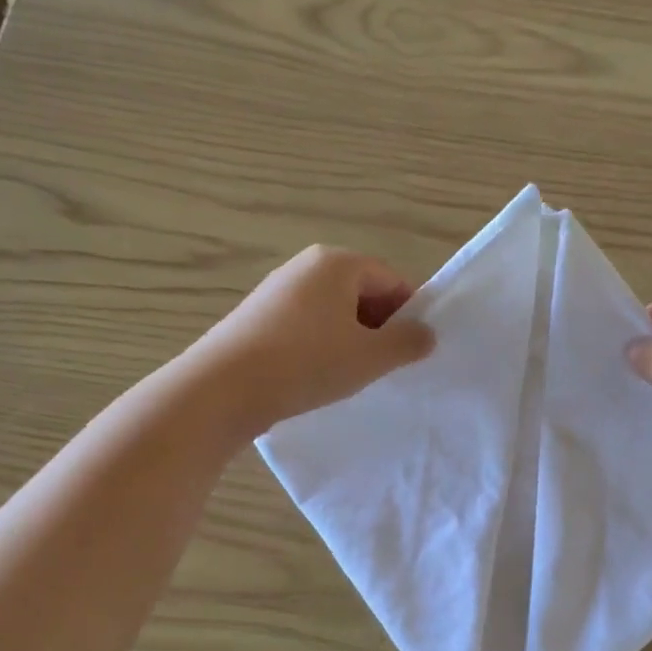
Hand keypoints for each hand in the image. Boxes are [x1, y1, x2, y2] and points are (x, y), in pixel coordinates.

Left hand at [192, 245, 433, 434]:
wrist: (224, 387)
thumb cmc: (308, 363)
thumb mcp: (370, 356)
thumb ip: (407, 342)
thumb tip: (426, 334)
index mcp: (337, 263)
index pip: (392, 280)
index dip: (410, 315)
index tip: (414, 350)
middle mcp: (305, 266)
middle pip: (361, 293)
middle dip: (379, 327)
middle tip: (386, 366)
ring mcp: (277, 291)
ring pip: (333, 312)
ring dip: (350, 340)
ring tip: (350, 376)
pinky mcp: (257, 317)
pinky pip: (305, 326)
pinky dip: (321, 346)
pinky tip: (316, 376)